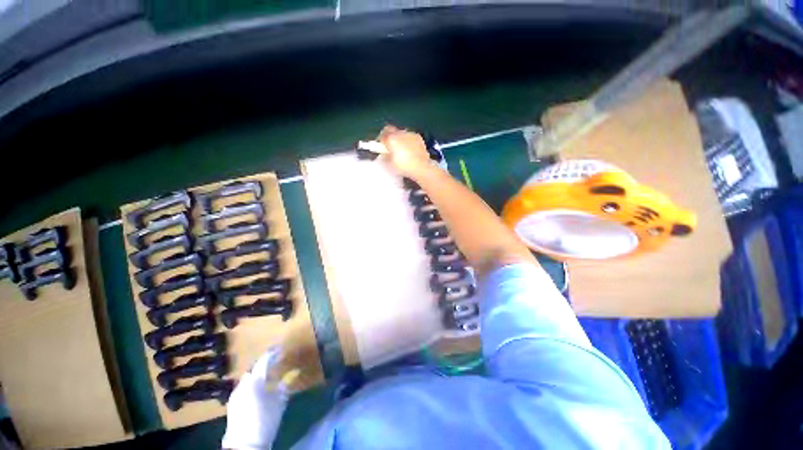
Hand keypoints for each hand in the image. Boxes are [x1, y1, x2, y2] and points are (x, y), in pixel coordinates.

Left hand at [221, 347, 298, 449]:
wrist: (245, 443)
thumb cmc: (265, 419)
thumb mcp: (280, 401)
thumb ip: (286, 384)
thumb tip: (294, 372)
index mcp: (255, 380)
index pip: (264, 361)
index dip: (273, 353)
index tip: (281, 348)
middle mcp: (243, 383)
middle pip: (255, 368)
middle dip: (265, 364)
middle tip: (277, 362)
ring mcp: (236, 393)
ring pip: (249, 378)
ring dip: (259, 375)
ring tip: (270, 376)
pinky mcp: (233, 403)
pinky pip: (244, 387)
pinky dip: (253, 384)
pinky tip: (260, 390)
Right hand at [378, 125, 431, 177]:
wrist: (421, 167)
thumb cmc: (404, 166)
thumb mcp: (390, 164)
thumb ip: (385, 156)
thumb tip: (384, 154)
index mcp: (391, 139)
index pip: (382, 134)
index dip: (381, 139)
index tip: (382, 146)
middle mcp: (400, 133)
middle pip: (392, 131)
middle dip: (391, 138)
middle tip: (391, 147)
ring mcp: (410, 134)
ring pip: (402, 133)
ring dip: (400, 139)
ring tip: (402, 150)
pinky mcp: (418, 137)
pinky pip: (410, 137)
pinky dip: (408, 141)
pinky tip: (410, 150)